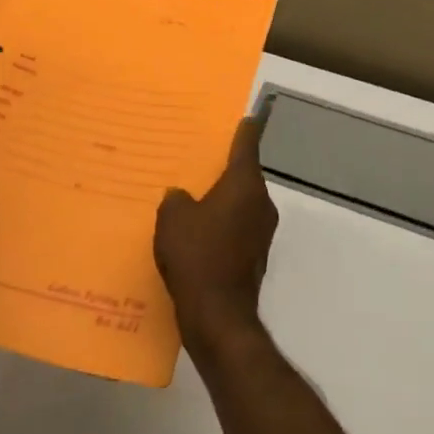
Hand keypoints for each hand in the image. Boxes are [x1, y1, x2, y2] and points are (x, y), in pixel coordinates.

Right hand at [155, 116, 279, 355]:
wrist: (218, 316)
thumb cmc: (196, 256)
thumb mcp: (173, 218)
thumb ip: (176, 199)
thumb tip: (182, 197)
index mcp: (244, 186)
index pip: (247, 146)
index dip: (245, 130)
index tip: (245, 116)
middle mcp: (260, 205)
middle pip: (244, 176)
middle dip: (225, 168)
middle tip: (200, 157)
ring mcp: (260, 233)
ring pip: (240, 204)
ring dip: (221, 199)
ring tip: (192, 195)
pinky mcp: (253, 258)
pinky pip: (235, 228)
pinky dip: (220, 225)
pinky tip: (196, 232)